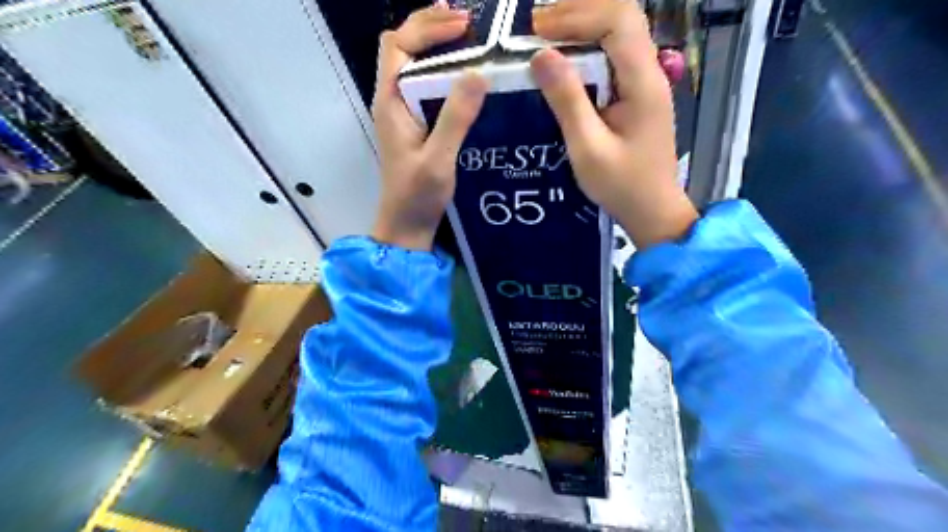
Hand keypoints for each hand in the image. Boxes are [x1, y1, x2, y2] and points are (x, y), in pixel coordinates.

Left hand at [371, 5, 488, 250]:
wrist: (406, 225)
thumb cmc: (417, 195)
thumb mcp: (439, 158)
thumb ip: (455, 117)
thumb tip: (479, 73)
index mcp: (390, 101)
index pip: (398, 45)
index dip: (427, 27)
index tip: (464, 25)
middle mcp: (392, 99)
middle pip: (402, 46)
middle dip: (432, 26)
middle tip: (469, 22)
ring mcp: (402, 111)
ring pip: (414, 63)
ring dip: (437, 45)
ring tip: (469, 36)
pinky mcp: (414, 124)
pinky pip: (425, 84)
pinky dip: (443, 69)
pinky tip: (466, 75)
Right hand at [529, 1, 697, 248]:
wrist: (652, 210)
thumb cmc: (621, 185)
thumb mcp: (587, 148)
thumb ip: (567, 100)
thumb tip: (541, 55)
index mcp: (643, 82)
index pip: (618, 20)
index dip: (577, 16)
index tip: (538, 30)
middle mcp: (650, 72)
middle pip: (622, 15)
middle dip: (578, 12)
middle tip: (537, 25)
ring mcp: (646, 81)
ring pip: (619, 32)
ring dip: (583, 26)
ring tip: (546, 35)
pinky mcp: (637, 94)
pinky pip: (614, 55)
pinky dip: (588, 47)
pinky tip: (566, 58)